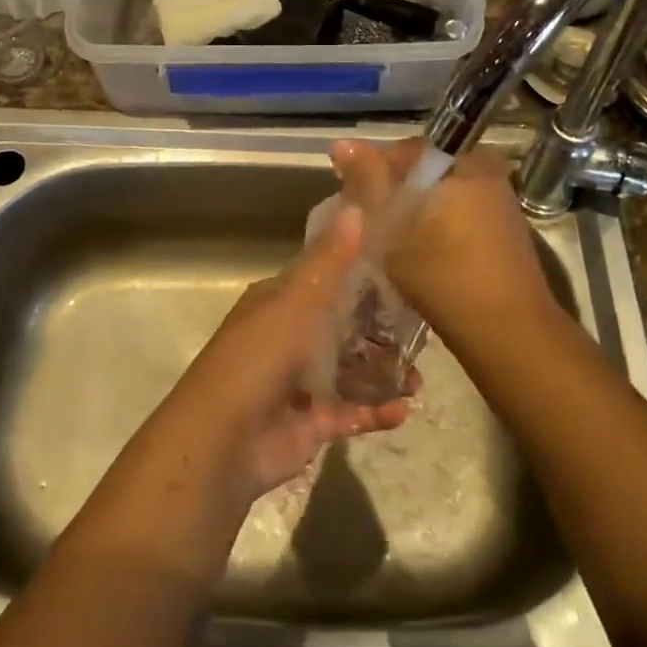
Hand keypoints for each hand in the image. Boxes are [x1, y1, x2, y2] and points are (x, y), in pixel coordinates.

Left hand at [162, 203, 415, 499]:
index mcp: (281, 301)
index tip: (407, 275)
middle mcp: (290, 336)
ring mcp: (300, 382)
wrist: (224, 438)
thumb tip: (357, 207)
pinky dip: (377, 411)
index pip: (328, 280)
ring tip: (420, 381)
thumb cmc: (261, 356)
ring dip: (385, 373)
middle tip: (423, 335)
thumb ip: (331, 259)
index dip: (364, 277)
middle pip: (345, 327)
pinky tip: (405, 410)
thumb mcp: (298, 299)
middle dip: (382, 331)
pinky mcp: (311, 422)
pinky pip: (351, 411)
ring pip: (352, 370)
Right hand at [329, 139, 563, 348]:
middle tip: (370, 225)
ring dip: (415, 211)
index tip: (354, 204)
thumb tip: (343, 143)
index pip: (403, 150)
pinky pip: (460, 212)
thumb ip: (367, 181)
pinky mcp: (505, 228)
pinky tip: (423, 253)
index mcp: (461, 160)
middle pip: (423, 171)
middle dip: (394, 193)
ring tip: (392, 242)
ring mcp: (499, 199)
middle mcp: (485, 169)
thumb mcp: (391, 226)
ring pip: (440, 193)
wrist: (507, 331)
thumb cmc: (442, 273)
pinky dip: (438, 225)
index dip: (372, 174)